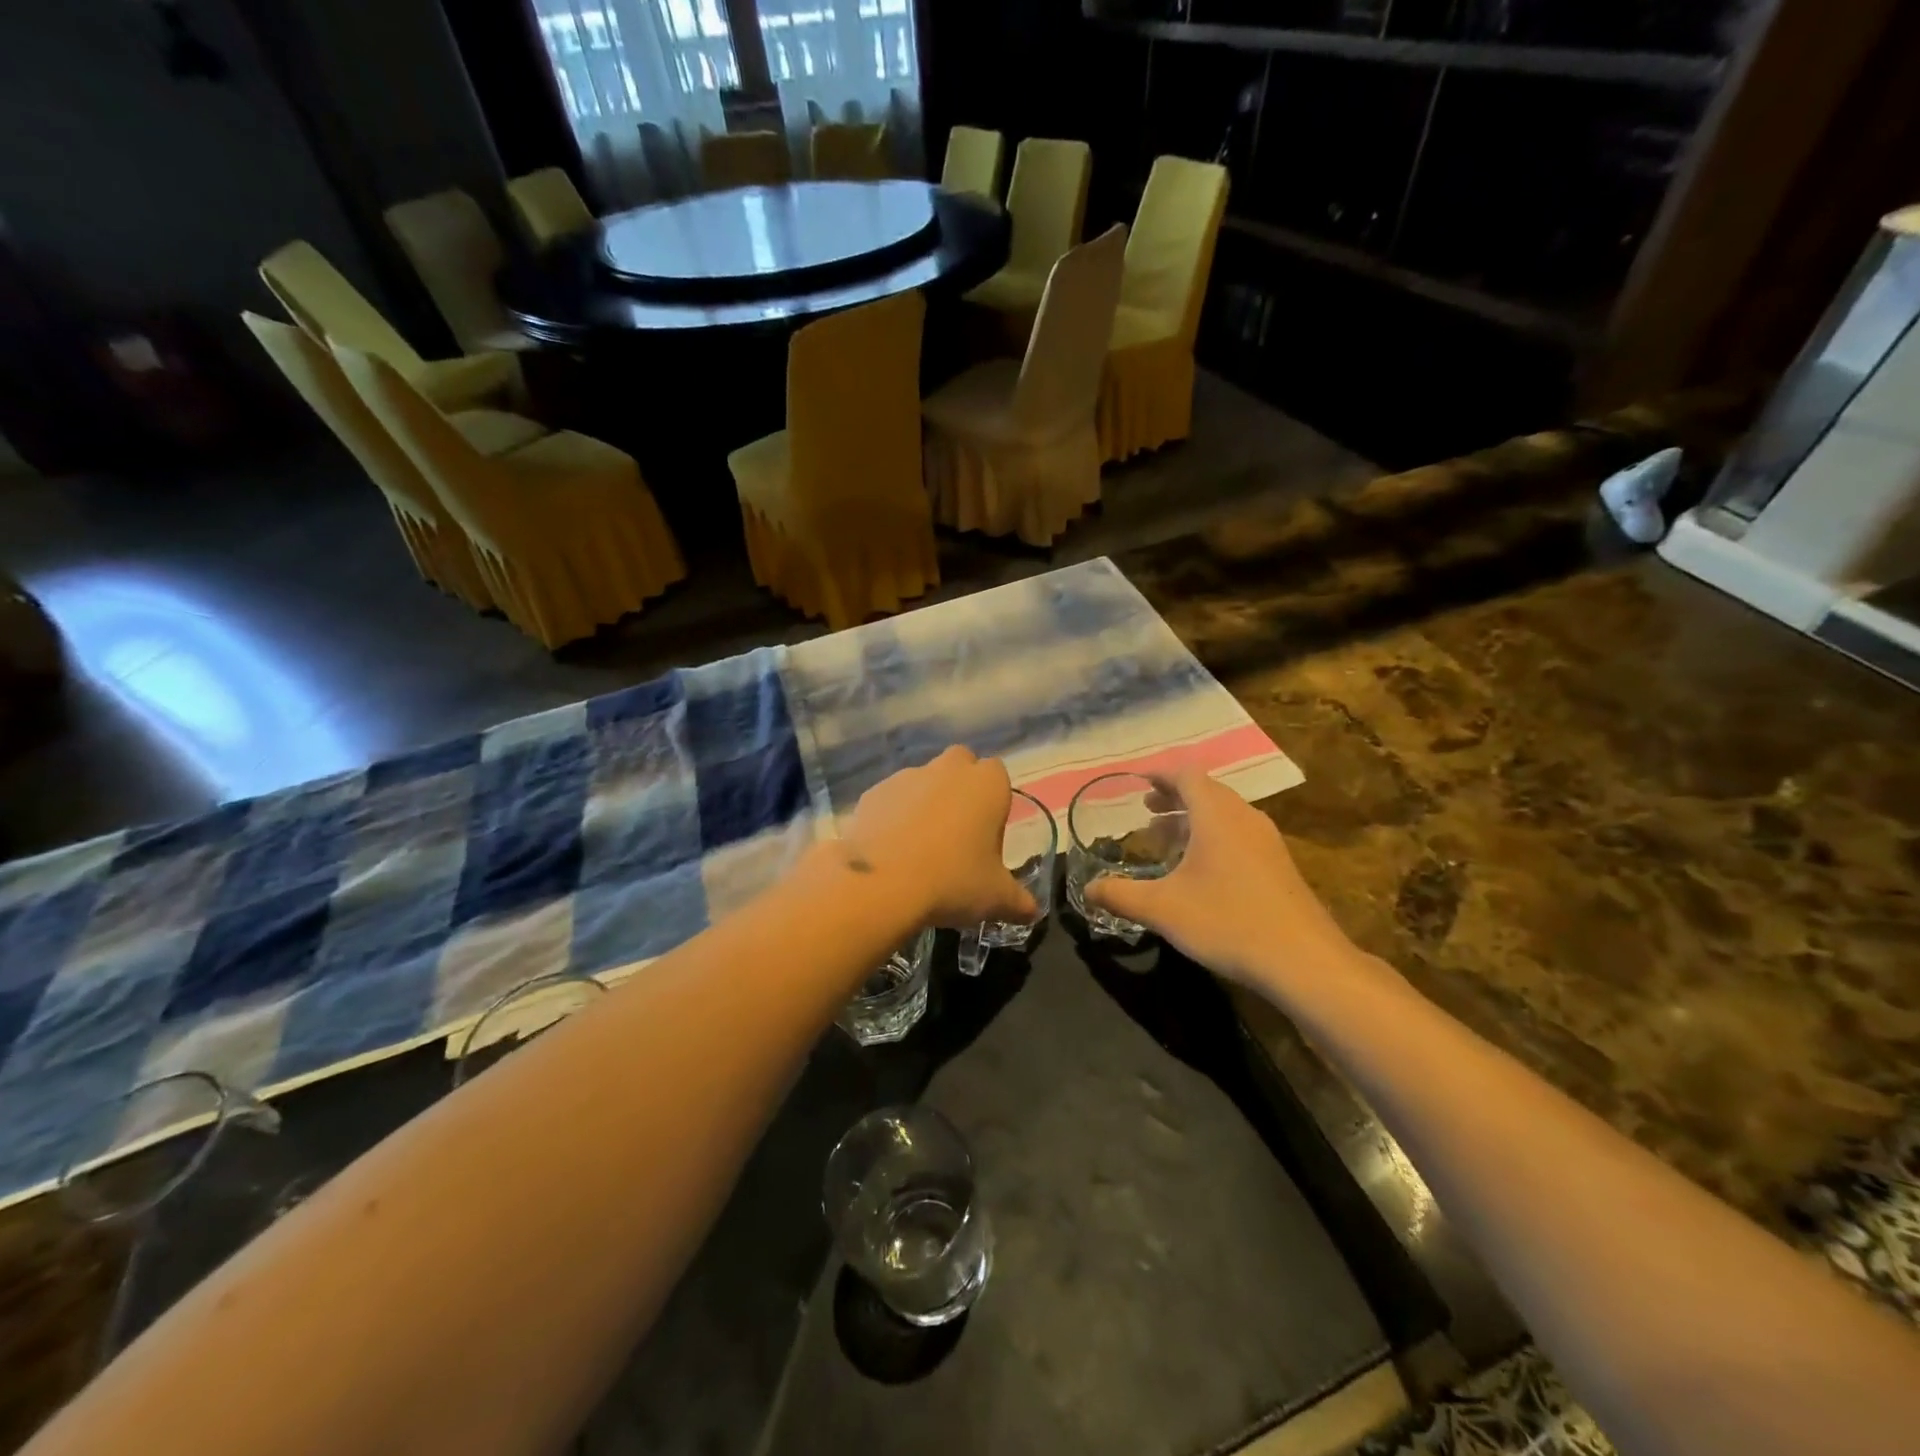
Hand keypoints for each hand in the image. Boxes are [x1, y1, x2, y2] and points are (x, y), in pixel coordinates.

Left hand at [840, 747, 1039, 929]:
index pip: (998, 775)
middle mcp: (948, 769)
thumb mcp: (996, 899)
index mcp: (987, 784)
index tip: (987, 836)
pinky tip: (890, 851)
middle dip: (961, 789)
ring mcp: (907, 777)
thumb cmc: (953, 881)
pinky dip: (893, 817)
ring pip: (923, 781)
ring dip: (925, 803)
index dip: (994, 802)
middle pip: (960, 766)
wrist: (882, 884)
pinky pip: (891, 800)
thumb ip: (1019, 901)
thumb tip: (1032, 912)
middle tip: (957, 834)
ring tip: (919, 848)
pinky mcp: (873, 792)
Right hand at [1086, 765, 1359, 990]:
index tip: (1135, 782)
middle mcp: (1245, 818)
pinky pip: (1239, 835)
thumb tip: (1088, 889)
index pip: (1186, 774)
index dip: (1159, 773)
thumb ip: (1120, 895)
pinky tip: (1199, 871)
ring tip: (1166, 841)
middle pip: (1206, 791)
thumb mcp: (1163, 909)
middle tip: (1145, 811)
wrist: (1305, 961)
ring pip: (1224, 814)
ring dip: (1193, 819)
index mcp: (1217, 815)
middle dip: (1173, 797)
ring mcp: (1267, 842)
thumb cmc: (1228, 922)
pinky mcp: (1279, 866)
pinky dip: (1213, 837)